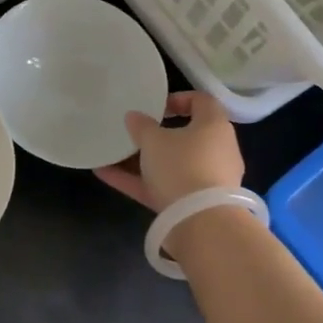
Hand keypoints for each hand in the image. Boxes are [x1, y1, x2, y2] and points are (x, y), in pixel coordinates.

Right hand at [95, 91, 244, 211]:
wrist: (201, 223)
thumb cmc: (182, 166)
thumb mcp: (154, 140)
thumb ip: (141, 126)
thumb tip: (134, 116)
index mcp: (214, 126)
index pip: (202, 102)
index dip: (179, 99)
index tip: (156, 106)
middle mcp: (216, 150)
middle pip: (186, 136)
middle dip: (157, 135)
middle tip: (134, 132)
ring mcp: (207, 179)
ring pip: (172, 164)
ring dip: (143, 160)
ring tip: (112, 154)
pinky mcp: (194, 204)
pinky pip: (164, 186)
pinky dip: (138, 181)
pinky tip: (106, 175)